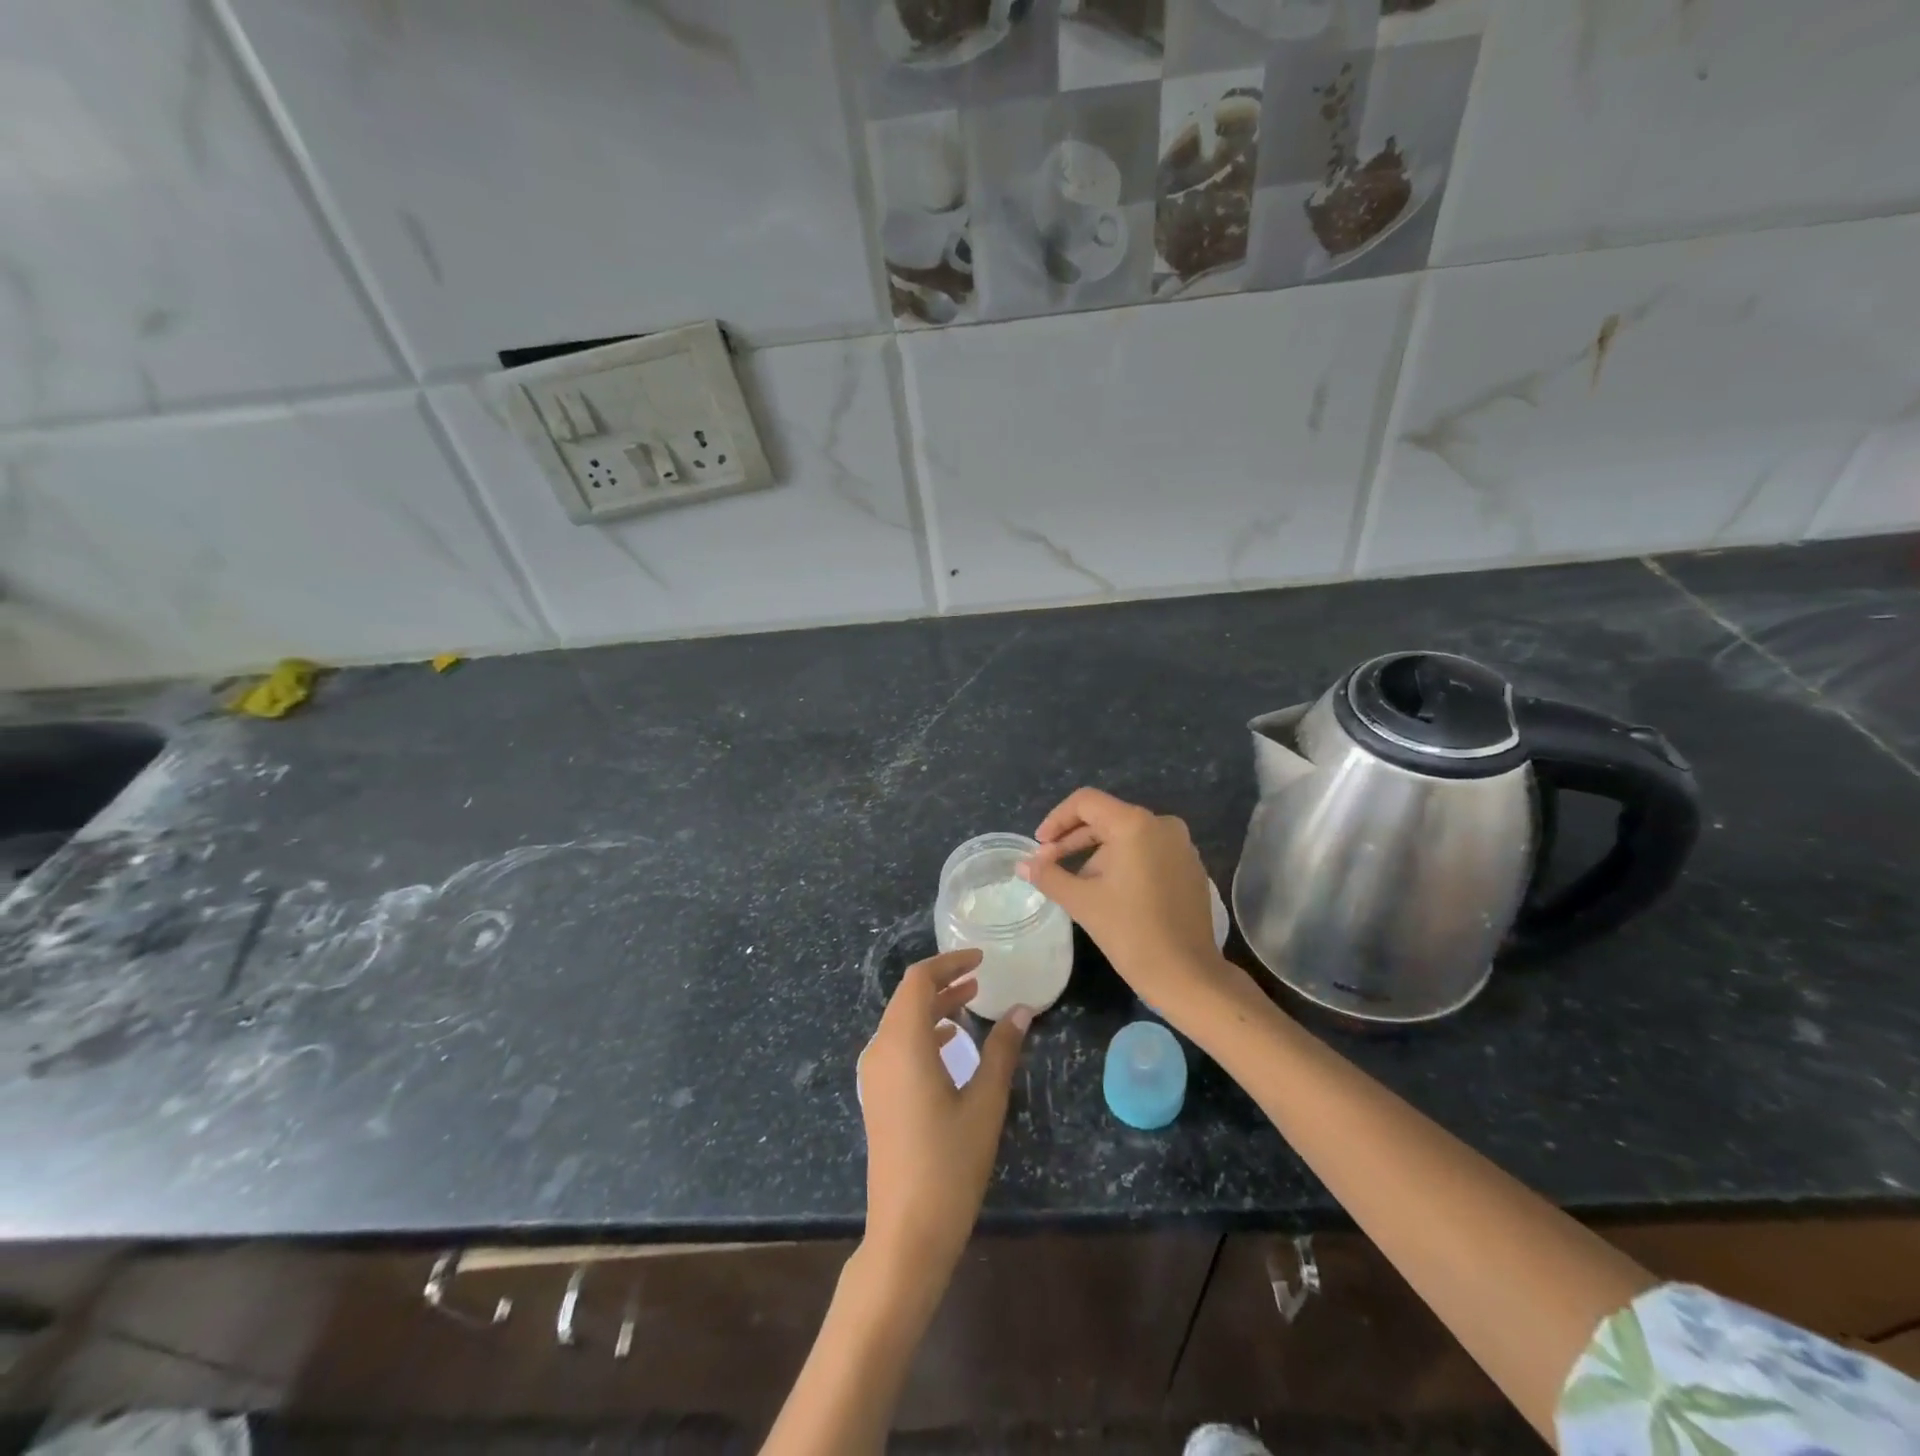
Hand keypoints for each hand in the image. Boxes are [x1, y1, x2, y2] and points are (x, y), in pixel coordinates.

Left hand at [858, 949, 1029, 1284]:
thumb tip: (1023, 1010)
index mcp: (903, 1043)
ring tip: (970, 1002)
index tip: (981, 960)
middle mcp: (881, 1050)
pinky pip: (897, 1044)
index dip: (949, 963)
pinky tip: (950, 1041)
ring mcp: (874, 1074)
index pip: (919, 981)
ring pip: (901, 1020)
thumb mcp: (985, 1103)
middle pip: (907, 997)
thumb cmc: (950, 1164)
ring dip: (934, 1006)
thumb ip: (1002, 1050)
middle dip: (943, 981)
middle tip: (980, 977)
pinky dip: (923, 1031)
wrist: (906, 1232)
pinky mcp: (877, 1095)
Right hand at [1018, 787, 1252, 1029]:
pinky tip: (1108, 891)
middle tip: (1048, 865)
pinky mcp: (1190, 867)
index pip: (1086, 802)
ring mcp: (1181, 845)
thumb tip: (1023, 864)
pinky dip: (1123, 862)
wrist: (1187, 975)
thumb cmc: (1130, 932)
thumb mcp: (1082, 901)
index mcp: (1135, 824)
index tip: (1039, 846)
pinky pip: (1147, 851)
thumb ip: (1048, 875)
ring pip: (1126, 836)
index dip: (1056, 820)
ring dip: (1096, 854)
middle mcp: (1162, 824)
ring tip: (1076, 884)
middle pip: (1106, 818)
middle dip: (1073, 840)